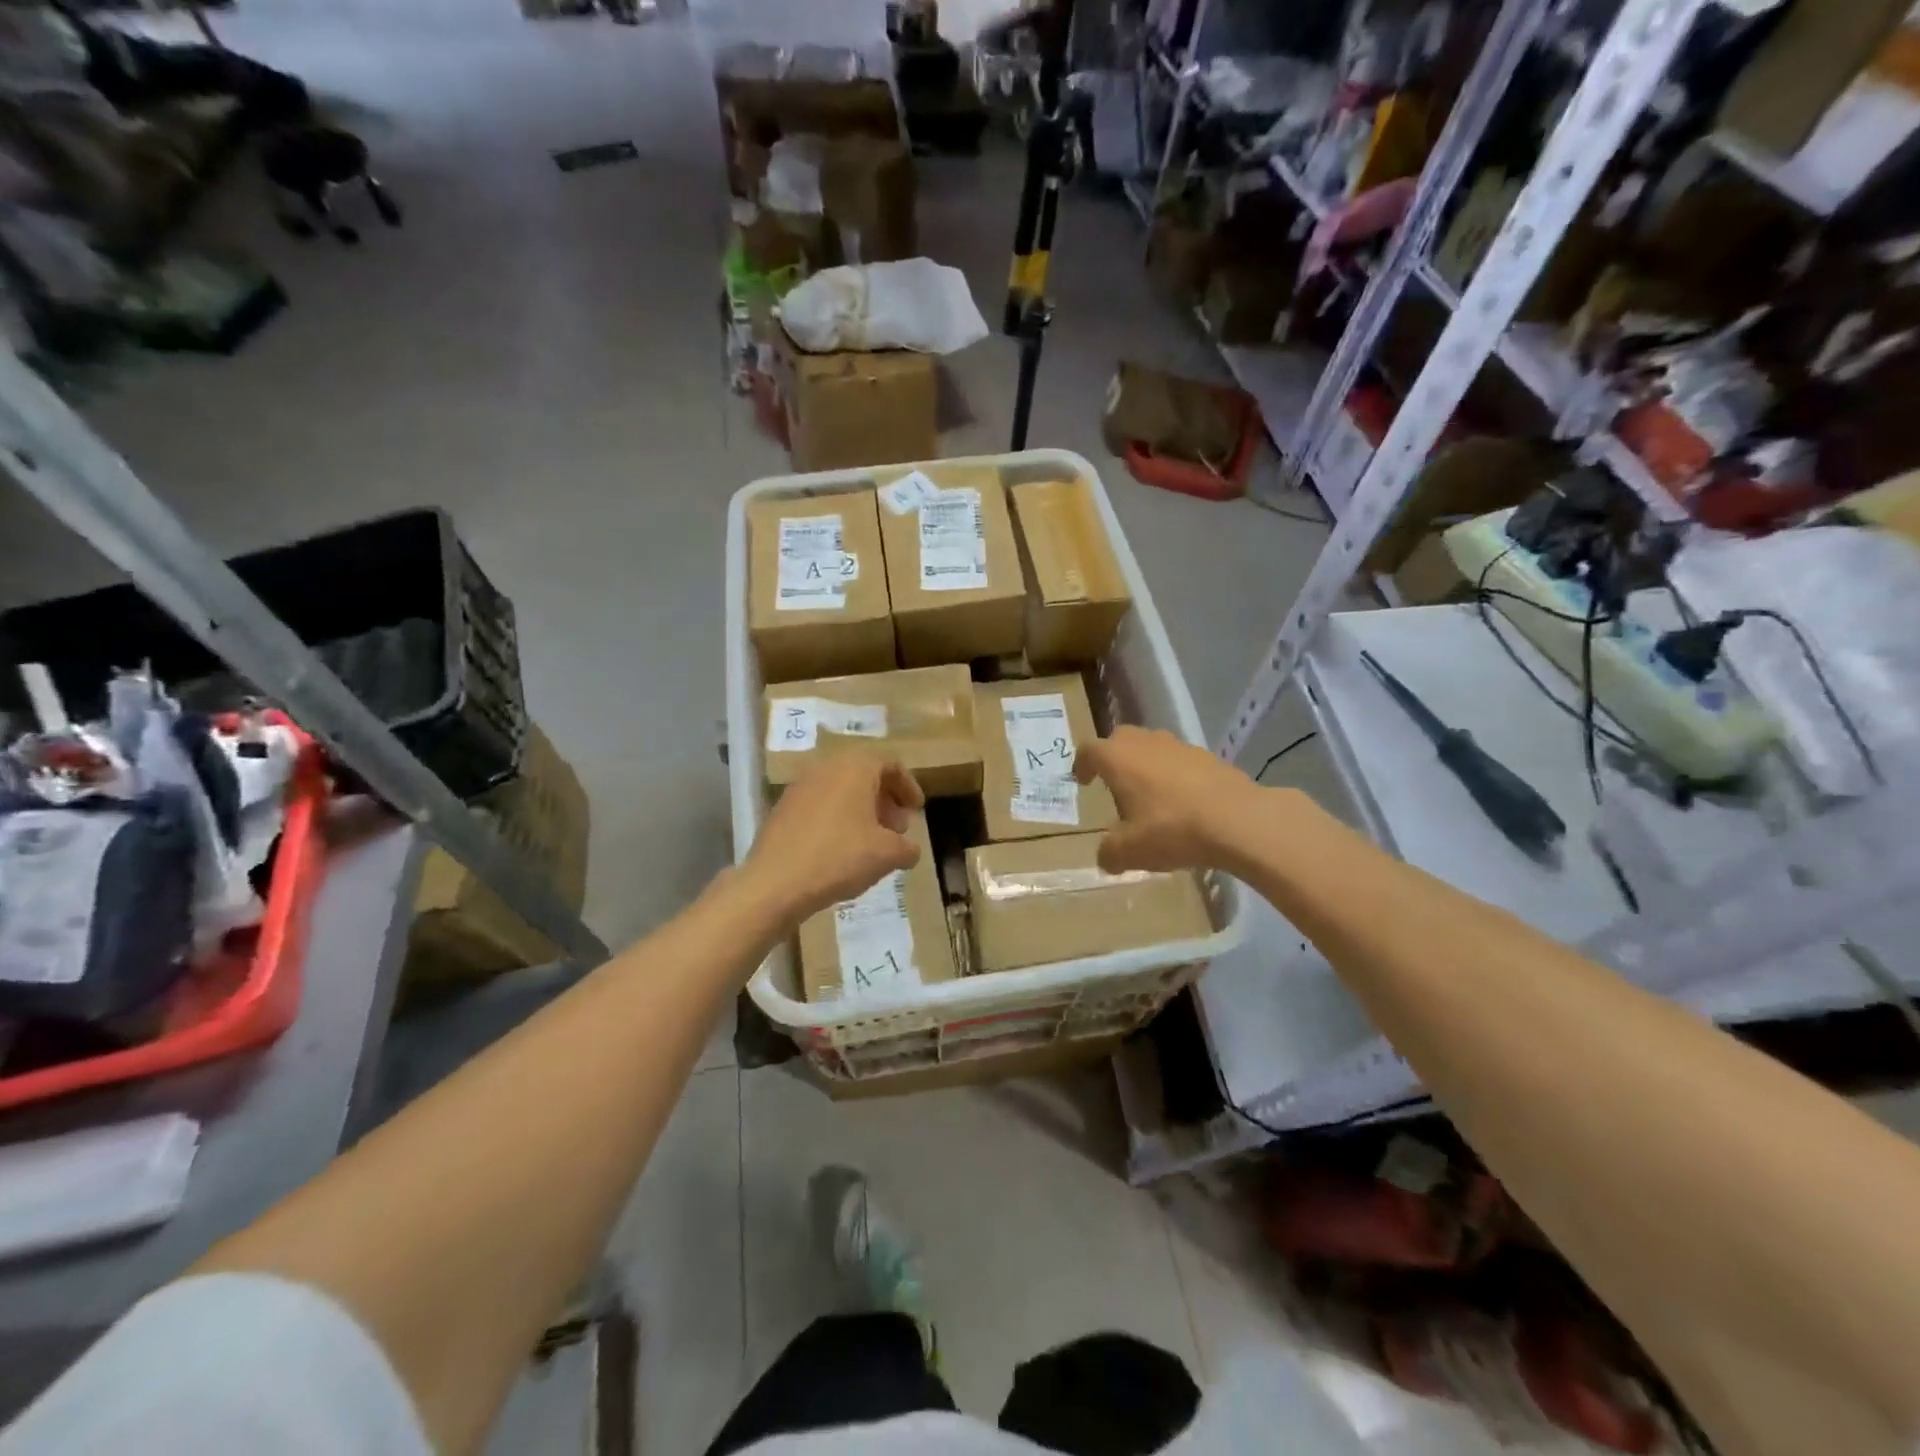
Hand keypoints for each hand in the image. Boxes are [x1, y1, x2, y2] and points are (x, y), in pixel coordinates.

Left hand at [743, 752, 924, 923]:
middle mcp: (826, 768)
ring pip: (840, 790)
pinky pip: (819, 806)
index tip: (916, 810)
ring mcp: (799, 787)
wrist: (775, 882)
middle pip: (863, 775)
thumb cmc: (839, 857)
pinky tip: (841, 850)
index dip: (908, 786)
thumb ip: (907, 848)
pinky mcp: (782, 809)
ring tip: (871, 842)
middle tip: (896, 828)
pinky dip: (837, 819)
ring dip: (861, 810)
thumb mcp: (887, 855)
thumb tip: (910, 850)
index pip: (890, 764)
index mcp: (854, 768)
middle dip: (885, 799)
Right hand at [1074, 726, 1259, 872]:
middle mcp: (1146, 742)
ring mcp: (1180, 746)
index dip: (1082, 765)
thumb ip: (1109, 853)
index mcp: (1118, 758)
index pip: (1089, 750)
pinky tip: (1183, 803)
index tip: (1083, 781)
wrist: (1238, 820)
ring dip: (1145, 765)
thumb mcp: (1129, 851)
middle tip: (1113, 782)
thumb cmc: (1171, 829)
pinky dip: (1175, 776)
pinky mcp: (1209, 757)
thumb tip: (1106, 857)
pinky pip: (1181, 761)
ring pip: (1153, 747)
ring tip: (1150, 795)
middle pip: (1121, 739)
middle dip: (1113, 758)